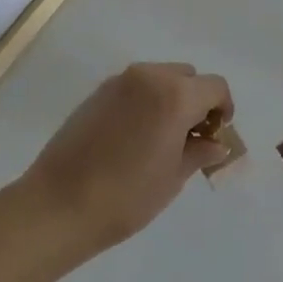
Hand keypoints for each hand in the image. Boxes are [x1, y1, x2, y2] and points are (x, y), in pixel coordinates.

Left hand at [22, 62, 233, 254]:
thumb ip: (199, 152)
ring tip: (162, 138)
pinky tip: (134, 137)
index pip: (215, 87)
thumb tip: (217, 144)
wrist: (58, 204)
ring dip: (171, 98)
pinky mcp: (98, 92)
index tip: (217, 135)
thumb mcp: (173, 177)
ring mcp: (120, 81)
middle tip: (191, 138)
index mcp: (175, 95)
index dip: (223, 109)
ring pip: (160, 78)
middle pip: (188, 77)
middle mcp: (149, 76)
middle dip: (197, 101)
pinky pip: (135, 87)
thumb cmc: (126, 196)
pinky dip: (146, 101)